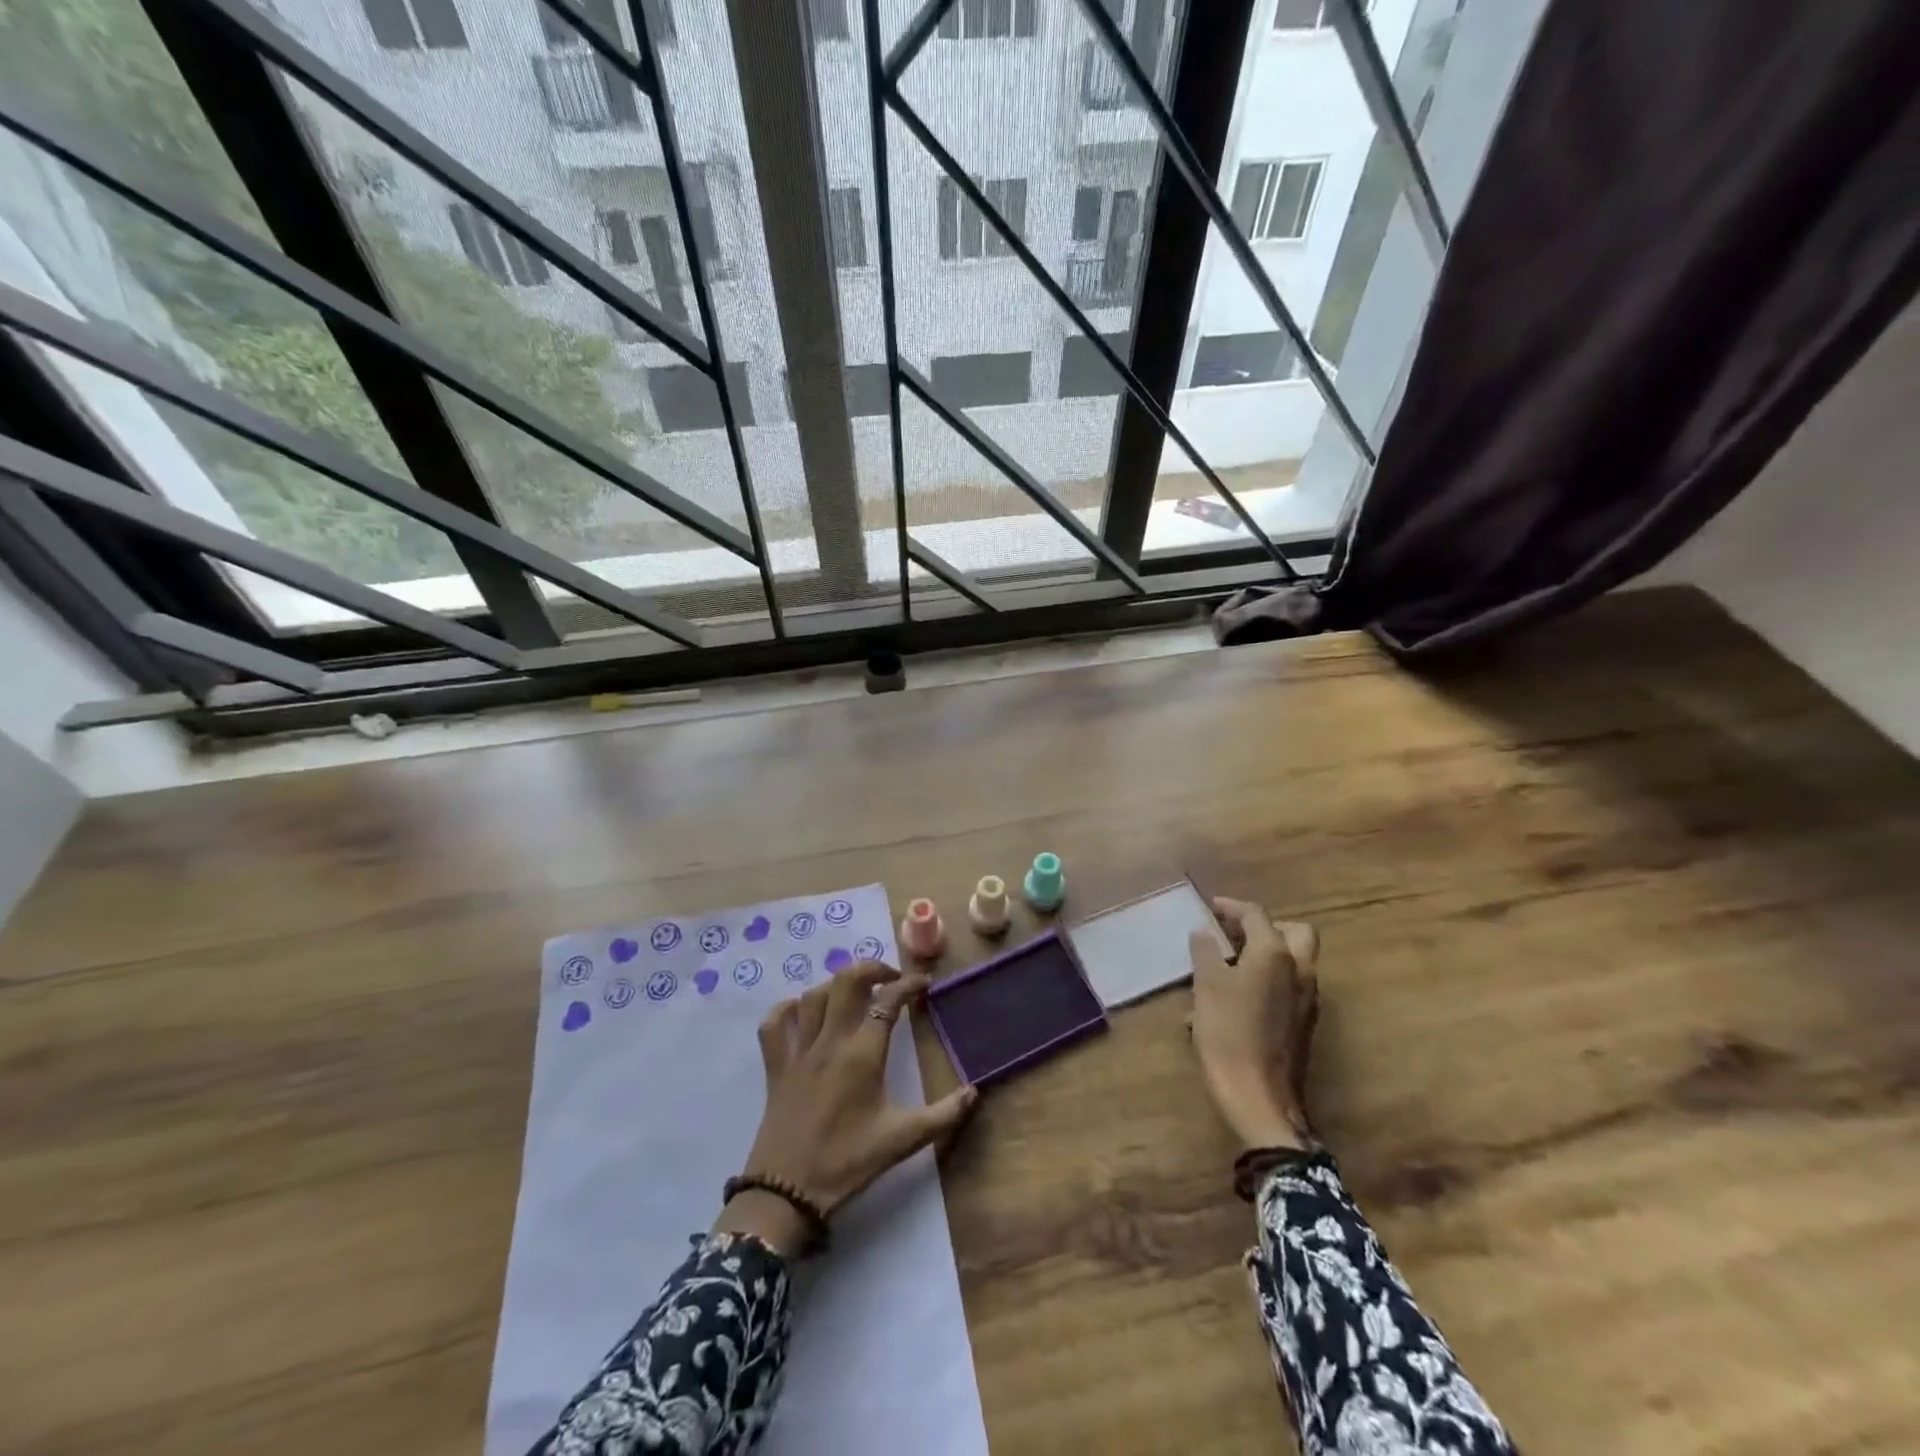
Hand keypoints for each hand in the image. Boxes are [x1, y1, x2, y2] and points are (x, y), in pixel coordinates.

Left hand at [716, 962, 977, 1256]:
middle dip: (871, 968)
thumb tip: (975, 1092)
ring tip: (854, 992)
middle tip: (890, 977)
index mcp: (863, 1053)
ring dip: (836, 985)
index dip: (909, 985)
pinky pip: (774, 1025)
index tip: (924, 984)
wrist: (788, 1193)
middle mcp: (830, 1040)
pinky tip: (801, 1011)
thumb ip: (943, 1115)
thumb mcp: (903, 1140)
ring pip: (813, 996)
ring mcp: (799, 1051)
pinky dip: (786, 1009)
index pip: (889, 1000)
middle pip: (847, 981)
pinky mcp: (775, 1066)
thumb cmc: (848, 1162)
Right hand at [1189, 898, 1319, 1150]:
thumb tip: (1204, 932)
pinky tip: (1234, 999)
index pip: (1256, 916)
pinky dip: (1267, 979)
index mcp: (1276, 954)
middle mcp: (1299, 971)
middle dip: (1265, 927)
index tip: (1211, 907)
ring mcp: (1306, 999)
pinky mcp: (1303, 1024)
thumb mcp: (1206, 986)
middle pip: (1294, 932)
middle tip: (1234, 934)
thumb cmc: (1229, 1033)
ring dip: (1266, 954)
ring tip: (1227, 966)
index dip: (1232, 907)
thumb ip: (1205, 952)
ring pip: (1293, 961)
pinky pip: (1288, 987)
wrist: (1259, 1098)